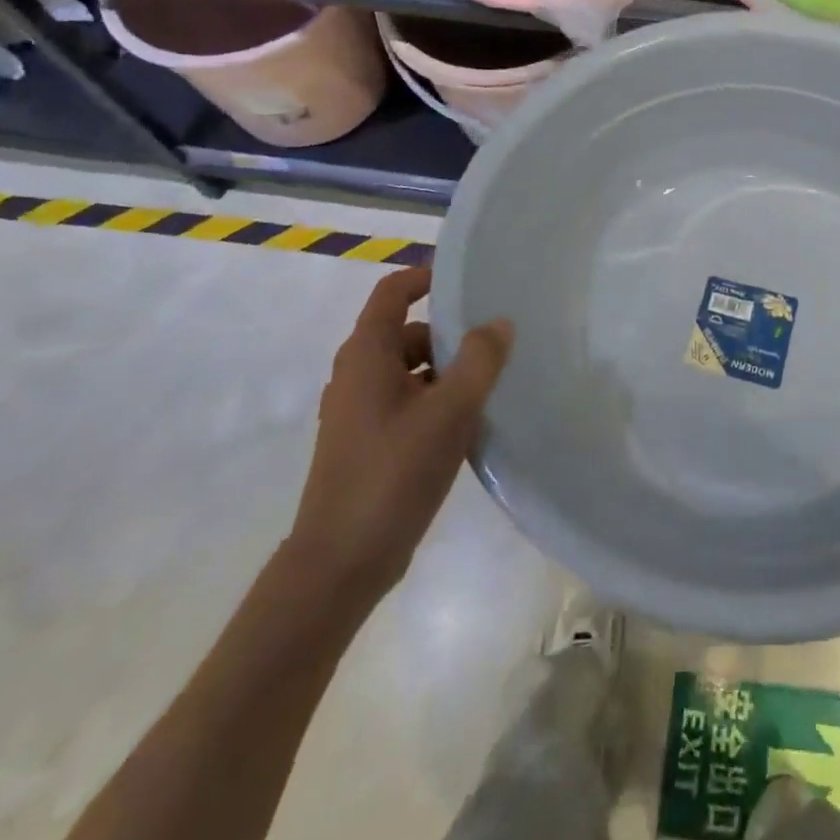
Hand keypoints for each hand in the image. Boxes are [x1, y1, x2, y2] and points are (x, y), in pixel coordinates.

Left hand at [286, 266, 513, 607]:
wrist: (341, 562)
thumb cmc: (393, 473)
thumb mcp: (449, 411)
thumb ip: (480, 360)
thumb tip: (499, 322)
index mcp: (366, 356)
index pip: (392, 293)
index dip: (425, 276)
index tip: (466, 279)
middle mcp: (355, 376)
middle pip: (405, 333)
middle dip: (448, 334)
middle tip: (494, 345)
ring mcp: (357, 413)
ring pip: (408, 371)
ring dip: (445, 371)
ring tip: (489, 387)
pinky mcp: (365, 444)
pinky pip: (405, 402)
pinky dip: (434, 401)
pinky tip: (466, 426)